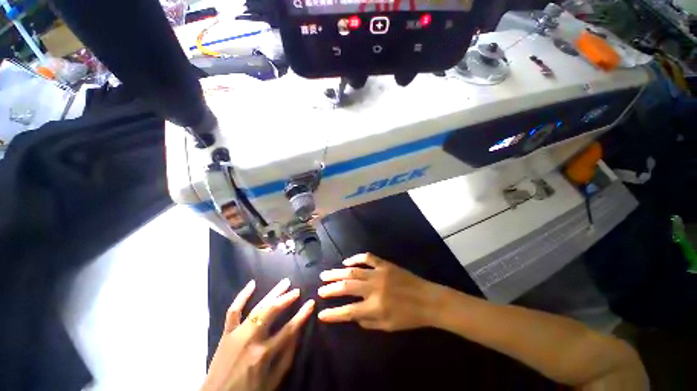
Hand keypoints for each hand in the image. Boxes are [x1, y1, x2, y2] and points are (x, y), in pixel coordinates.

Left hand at [202, 278, 314, 390]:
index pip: (289, 329)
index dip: (302, 315)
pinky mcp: (226, 333)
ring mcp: (237, 334)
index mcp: (264, 354)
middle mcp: (251, 340)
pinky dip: (242, 296)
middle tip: (297, 290)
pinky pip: (233, 311)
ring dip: (273, 293)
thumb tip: (297, 332)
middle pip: (272, 312)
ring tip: (285, 283)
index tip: (311, 303)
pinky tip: (252, 284)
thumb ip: (286, 356)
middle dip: (287, 299)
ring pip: (257, 307)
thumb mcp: (273, 381)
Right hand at [317, 253, 442, 330]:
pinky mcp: (384, 264)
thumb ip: (368, 322)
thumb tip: (353, 315)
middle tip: (320, 288)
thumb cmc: (409, 317)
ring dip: (338, 272)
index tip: (321, 313)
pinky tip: (347, 261)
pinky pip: (367, 257)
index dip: (333, 314)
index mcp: (375, 307)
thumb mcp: (388, 327)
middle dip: (331, 288)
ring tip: (326, 274)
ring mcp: (379, 273)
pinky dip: (356, 258)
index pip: (348, 311)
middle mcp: (373, 288)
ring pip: (353, 271)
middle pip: (347, 287)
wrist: (427, 299)